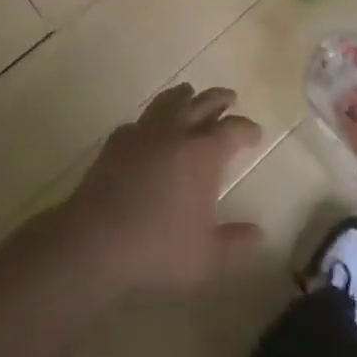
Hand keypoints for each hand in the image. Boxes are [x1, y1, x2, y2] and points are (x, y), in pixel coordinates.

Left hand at [57, 84, 263, 299]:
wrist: (97, 240)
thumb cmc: (158, 249)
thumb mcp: (206, 260)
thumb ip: (236, 245)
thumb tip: (260, 234)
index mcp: (203, 153)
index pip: (233, 130)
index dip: (247, 129)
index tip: (255, 133)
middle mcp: (177, 131)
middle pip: (204, 102)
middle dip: (221, 99)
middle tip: (230, 98)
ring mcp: (145, 130)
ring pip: (171, 99)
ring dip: (187, 96)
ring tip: (192, 96)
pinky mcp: (119, 138)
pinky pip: (142, 119)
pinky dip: (153, 119)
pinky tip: (151, 131)